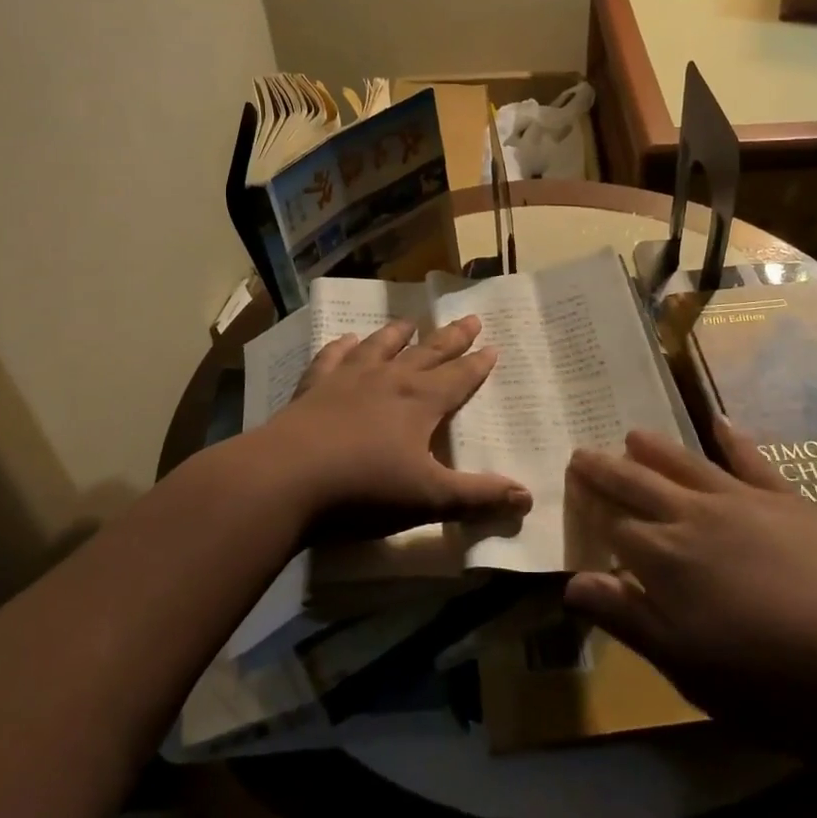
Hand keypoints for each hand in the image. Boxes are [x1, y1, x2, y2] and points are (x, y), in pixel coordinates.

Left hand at [257, 315, 532, 540]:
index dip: (477, 364)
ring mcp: (348, 378)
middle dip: (451, 337)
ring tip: (410, 320)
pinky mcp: (314, 387)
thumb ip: (478, 496)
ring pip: (380, 346)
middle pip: (427, 353)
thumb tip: (528, 497)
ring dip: (397, 333)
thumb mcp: (430, 498)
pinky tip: (344, 339)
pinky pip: (332, 357)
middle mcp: (389, 380)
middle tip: (470, 318)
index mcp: (420, 402)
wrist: (288, 477)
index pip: (458, 377)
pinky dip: (341, 346)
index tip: (492, 346)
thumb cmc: (365, 489)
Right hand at [564, 417, 816, 742]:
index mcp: (664, 558)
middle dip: (604, 469)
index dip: (591, 515)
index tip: (573, 504)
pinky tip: (720, 420)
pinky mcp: (785, 498)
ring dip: (653, 447)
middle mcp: (692, 516)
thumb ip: (627, 619)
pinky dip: (731, 436)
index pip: (613, 527)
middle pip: (636, 483)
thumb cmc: (772, 680)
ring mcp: (740, 500)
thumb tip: (572, 582)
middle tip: (580, 453)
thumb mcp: (687, 667)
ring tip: (631, 433)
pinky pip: (750, 458)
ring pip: (683, 462)